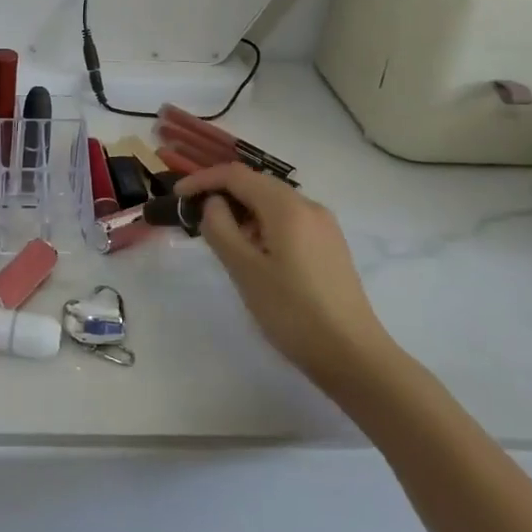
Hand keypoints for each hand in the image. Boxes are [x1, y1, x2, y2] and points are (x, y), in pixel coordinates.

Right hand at [176, 162, 389, 383]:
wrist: (354, 356)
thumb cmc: (293, 312)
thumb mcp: (245, 270)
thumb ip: (220, 228)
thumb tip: (213, 203)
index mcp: (287, 207)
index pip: (237, 174)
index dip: (203, 180)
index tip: (178, 196)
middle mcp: (309, 206)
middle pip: (257, 184)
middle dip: (223, 194)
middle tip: (195, 219)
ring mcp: (324, 226)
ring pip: (273, 203)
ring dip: (243, 212)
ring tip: (223, 241)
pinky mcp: (330, 246)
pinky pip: (289, 221)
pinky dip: (263, 226)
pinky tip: (255, 254)